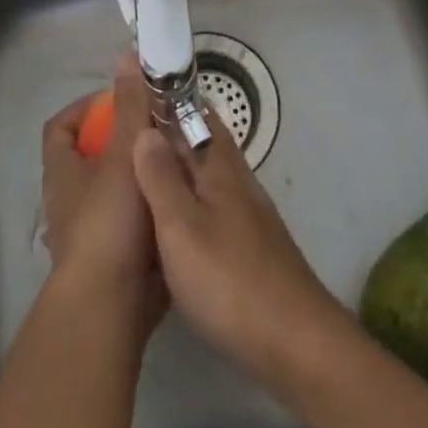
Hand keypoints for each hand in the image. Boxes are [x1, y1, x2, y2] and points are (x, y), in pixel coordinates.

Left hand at [41, 55, 165, 329]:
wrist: (109, 308)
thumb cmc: (109, 222)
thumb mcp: (124, 154)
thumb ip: (130, 106)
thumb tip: (127, 57)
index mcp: (62, 172)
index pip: (61, 126)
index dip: (87, 107)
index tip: (121, 99)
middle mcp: (70, 200)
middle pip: (92, 157)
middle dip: (125, 140)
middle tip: (161, 128)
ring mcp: (90, 233)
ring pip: (115, 190)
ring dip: (142, 174)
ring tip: (178, 159)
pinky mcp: (114, 261)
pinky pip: (133, 223)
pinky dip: (151, 209)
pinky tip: (180, 200)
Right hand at [131, 114, 346, 383]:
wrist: (295, 342)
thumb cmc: (230, 280)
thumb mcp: (181, 228)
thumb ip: (160, 178)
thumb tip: (144, 128)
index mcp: (219, 167)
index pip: (194, 114)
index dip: (169, 98)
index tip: (138, 86)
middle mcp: (236, 180)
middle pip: (204, 140)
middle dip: (173, 128)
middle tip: (132, 127)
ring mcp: (247, 214)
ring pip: (208, 173)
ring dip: (181, 163)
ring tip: (144, 170)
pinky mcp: (250, 246)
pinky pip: (213, 204)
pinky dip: (190, 198)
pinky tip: (174, 221)